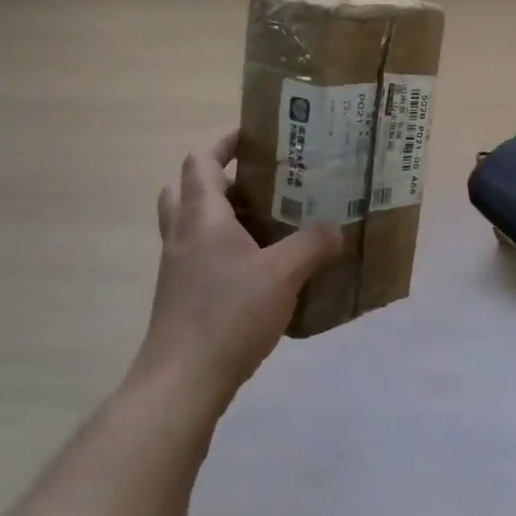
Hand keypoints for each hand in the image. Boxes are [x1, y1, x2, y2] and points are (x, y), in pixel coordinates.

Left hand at [136, 130, 342, 417]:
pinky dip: (227, 248)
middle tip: (261, 181)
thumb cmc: (228, 315)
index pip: (202, 160)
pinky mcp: (182, 295)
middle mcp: (183, 234)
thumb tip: (336, 230)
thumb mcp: (283, 274)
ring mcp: (178, 267)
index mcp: (202, 216)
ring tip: (269, 220)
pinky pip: (202, 255)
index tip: (257, 135)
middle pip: (188, 187)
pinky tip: (262, 267)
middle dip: (221, 177)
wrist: (182, 381)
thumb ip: (313, 245)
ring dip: (225, 214)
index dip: (225, 141)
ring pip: (194, 223)